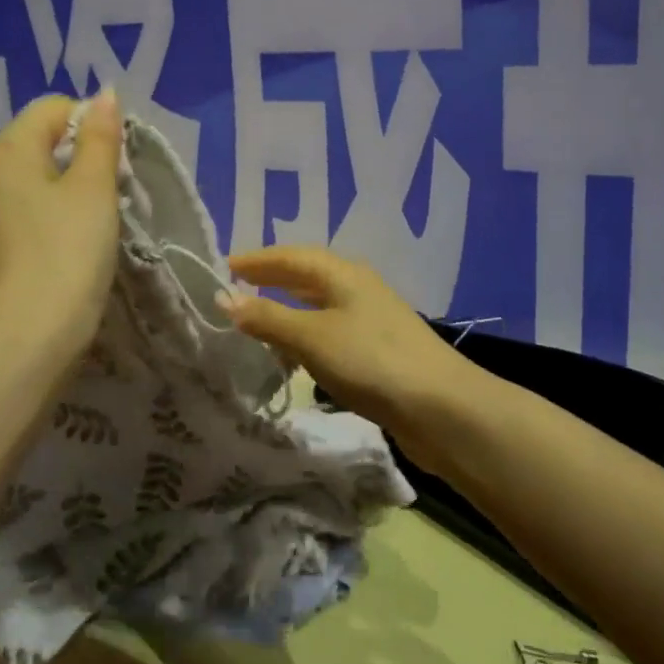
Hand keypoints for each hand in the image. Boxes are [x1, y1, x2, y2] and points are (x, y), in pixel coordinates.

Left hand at [0, 91, 121, 364]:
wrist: (27, 335)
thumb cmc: (67, 251)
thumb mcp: (94, 188)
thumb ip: (101, 136)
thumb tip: (105, 94)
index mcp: (7, 148)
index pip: (55, 108)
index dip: (94, 124)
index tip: (118, 162)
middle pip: (41, 141)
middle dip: (81, 156)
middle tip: (112, 191)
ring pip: (33, 178)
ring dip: (67, 187)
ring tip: (94, 220)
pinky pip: (23, 209)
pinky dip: (49, 214)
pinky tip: (68, 243)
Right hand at [220, 246, 473, 455]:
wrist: (440, 408)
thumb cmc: (371, 361)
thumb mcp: (312, 337)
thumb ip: (268, 318)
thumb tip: (225, 298)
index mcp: (343, 274)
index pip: (291, 256)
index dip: (257, 260)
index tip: (223, 266)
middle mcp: (357, 288)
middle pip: (307, 277)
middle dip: (271, 281)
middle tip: (235, 290)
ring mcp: (371, 320)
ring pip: (318, 306)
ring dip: (287, 310)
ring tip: (256, 323)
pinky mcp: (378, 351)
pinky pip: (329, 332)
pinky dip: (304, 337)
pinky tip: (294, 357)